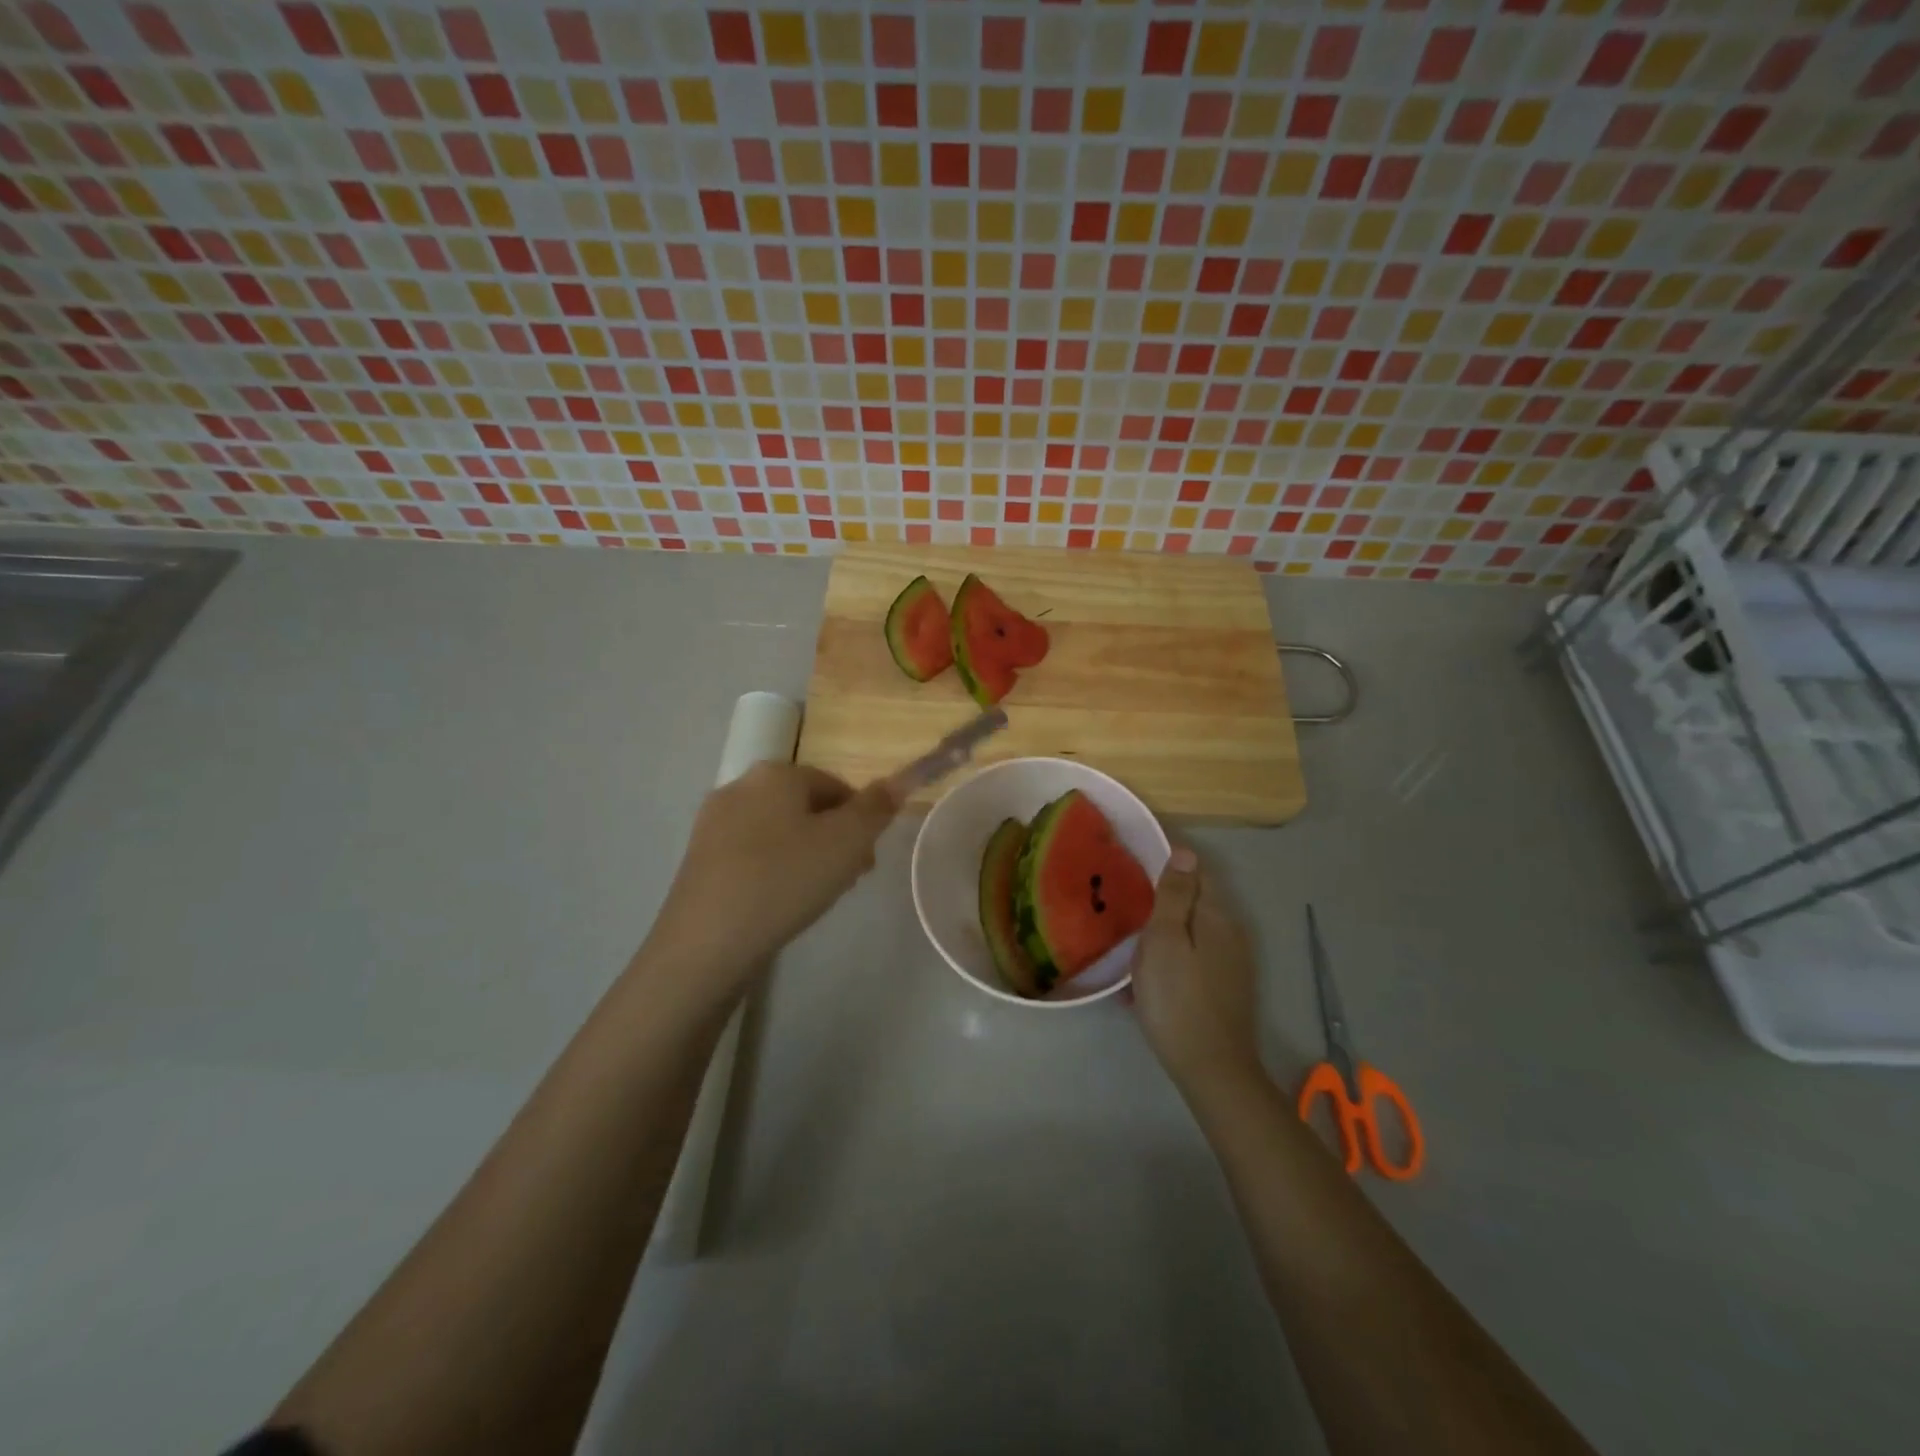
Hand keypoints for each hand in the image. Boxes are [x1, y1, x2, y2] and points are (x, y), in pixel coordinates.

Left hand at [639, 762, 899, 1009]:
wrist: (707, 942)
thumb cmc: (786, 880)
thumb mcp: (847, 842)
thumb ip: (877, 808)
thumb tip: (902, 777)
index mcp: (776, 773)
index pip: (836, 786)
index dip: (861, 821)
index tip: (867, 860)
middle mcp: (740, 786)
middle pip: (805, 807)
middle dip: (833, 838)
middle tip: (847, 880)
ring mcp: (713, 823)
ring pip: (777, 831)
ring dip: (805, 855)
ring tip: (815, 896)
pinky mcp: (697, 858)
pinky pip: (751, 854)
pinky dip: (773, 870)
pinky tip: (778, 903)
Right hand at [1131, 847, 1262, 1094]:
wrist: (1210, 1068)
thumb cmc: (1177, 998)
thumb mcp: (1165, 939)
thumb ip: (1175, 895)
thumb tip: (1185, 851)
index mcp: (1216, 915)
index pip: (1196, 870)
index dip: (1169, 860)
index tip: (1135, 857)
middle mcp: (1230, 933)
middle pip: (1195, 900)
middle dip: (1164, 895)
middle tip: (1124, 897)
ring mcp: (1231, 963)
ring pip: (1192, 930)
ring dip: (1164, 928)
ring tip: (1129, 935)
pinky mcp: (1224, 988)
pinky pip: (1193, 957)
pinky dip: (1170, 956)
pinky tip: (1146, 976)